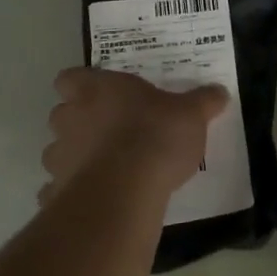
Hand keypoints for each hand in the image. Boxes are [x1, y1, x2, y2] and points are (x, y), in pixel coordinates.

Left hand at [39, 68, 225, 205]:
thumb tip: (220, 91)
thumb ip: (203, 101)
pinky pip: (56, 191)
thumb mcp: (191, 114)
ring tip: (102, 168)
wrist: (126, 191)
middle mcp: (71, 118)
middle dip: (78, 122)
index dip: (81, 85)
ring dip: (73, 157)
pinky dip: (70, 194)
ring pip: (56, 152)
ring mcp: (59, 157)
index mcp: (97, 89)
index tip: (99, 94)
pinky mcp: (56, 193)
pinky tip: (93, 199)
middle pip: (61, 113)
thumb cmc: (156, 136)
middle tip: (108, 130)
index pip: (70, 77)